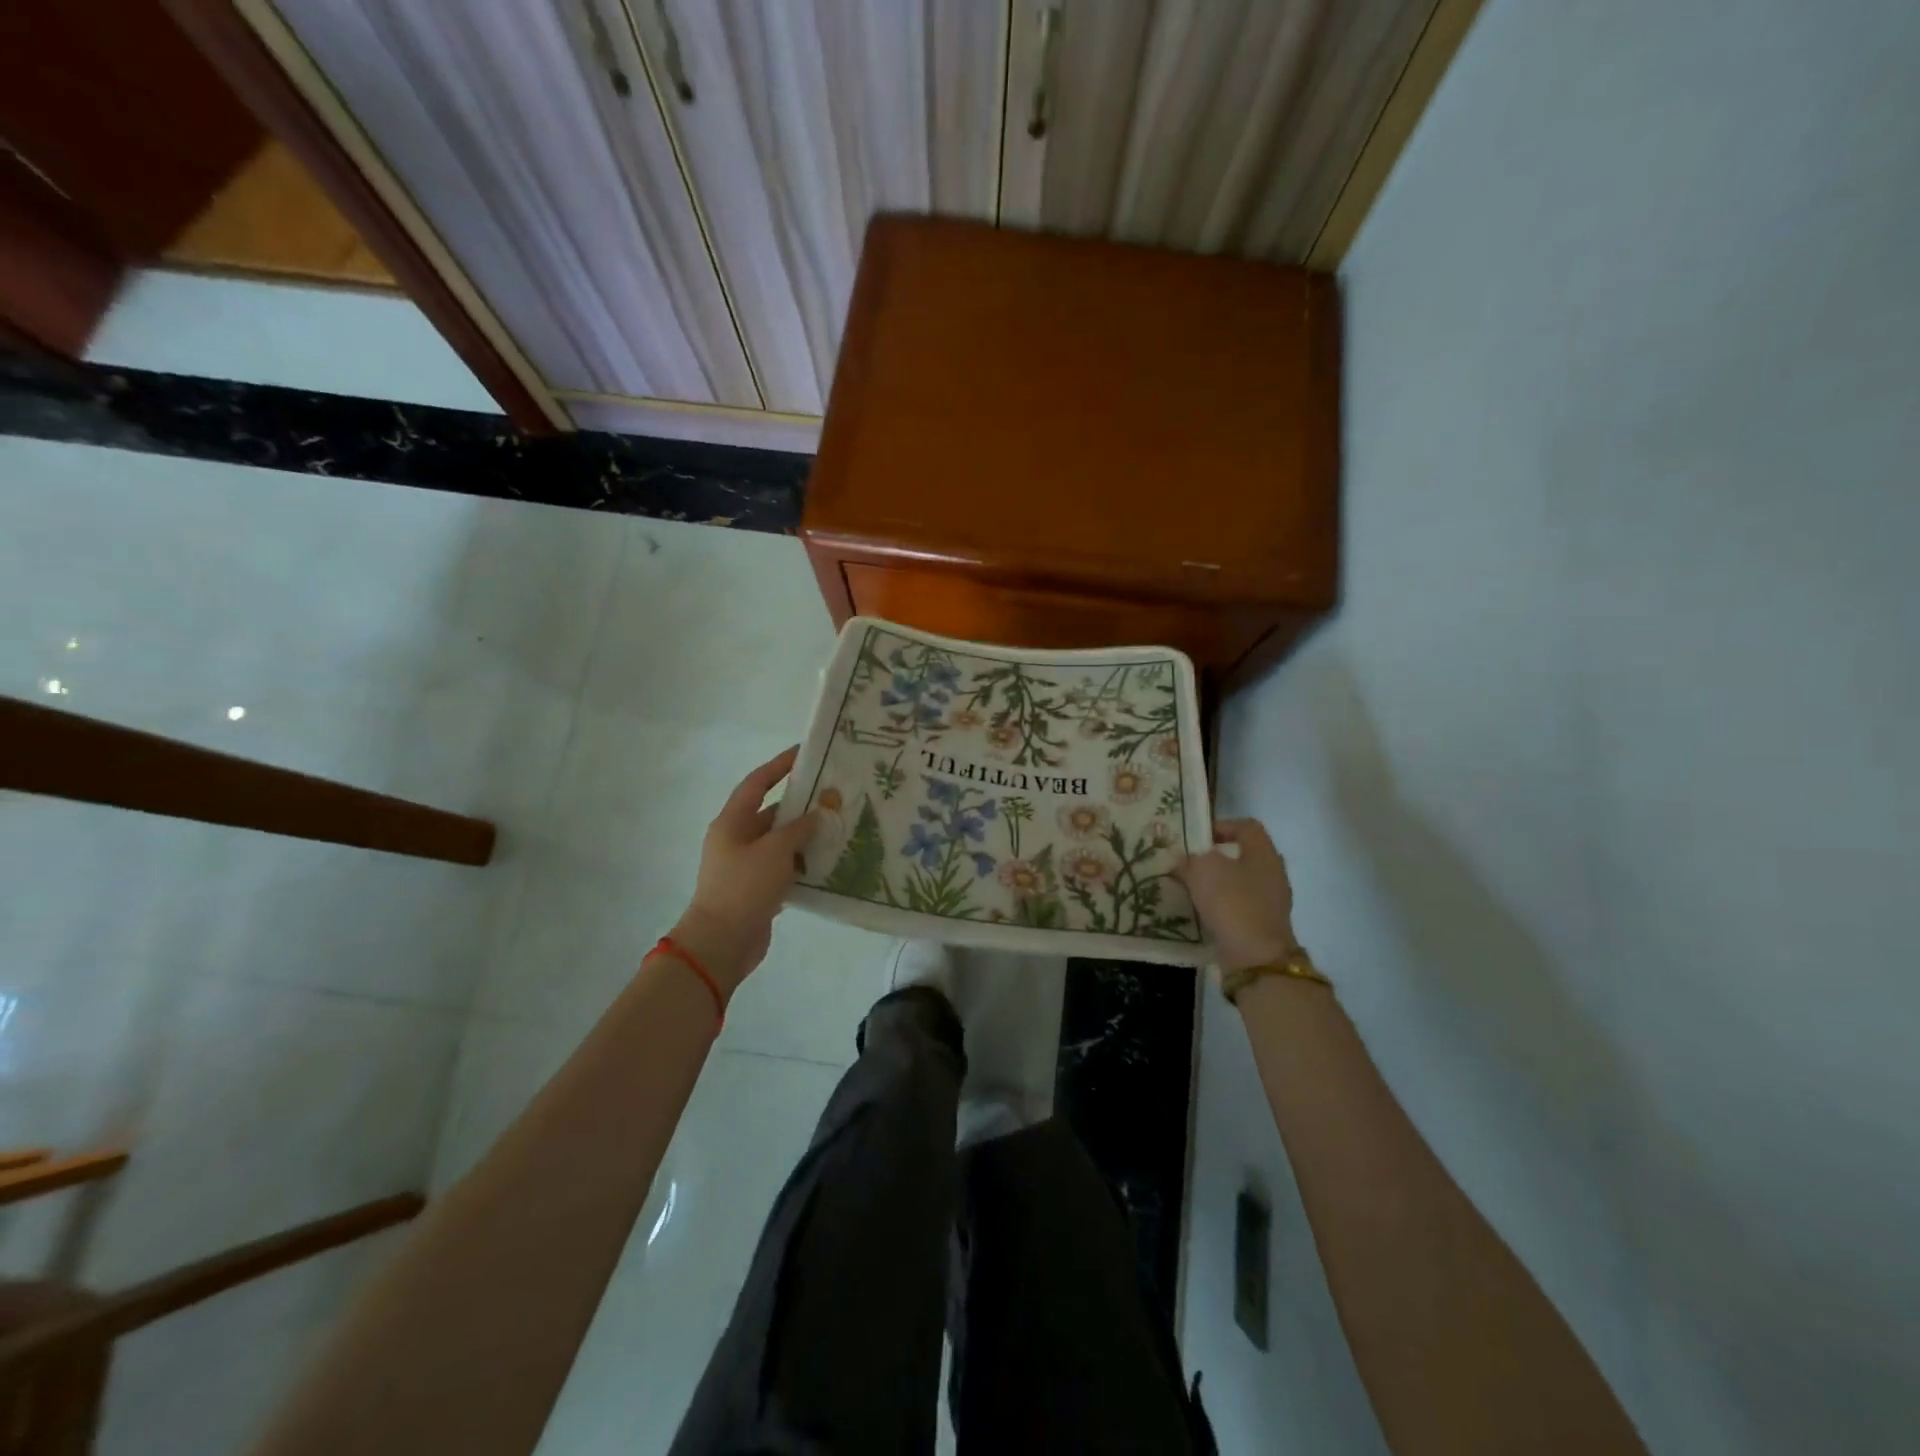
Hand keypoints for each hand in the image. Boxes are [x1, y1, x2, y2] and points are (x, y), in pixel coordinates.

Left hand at [667, 747, 819, 995]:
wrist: (721, 942)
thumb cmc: (744, 887)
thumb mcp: (775, 851)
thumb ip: (799, 829)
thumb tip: (817, 813)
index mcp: (732, 822)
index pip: (757, 783)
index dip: (779, 766)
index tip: (805, 754)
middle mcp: (737, 839)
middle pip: (772, 812)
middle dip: (801, 804)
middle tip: (833, 795)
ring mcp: (746, 865)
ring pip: (781, 841)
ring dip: (805, 835)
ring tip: (838, 827)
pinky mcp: (757, 888)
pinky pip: (784, 866)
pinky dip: (803, 862)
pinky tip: (828, 862)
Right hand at [1178, 818, 1298, 972]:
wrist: (1255, 957)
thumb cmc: (1232, 901)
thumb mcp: (1202, 869)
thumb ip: (1191, 859)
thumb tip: (1184, 861)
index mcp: (1264, 853)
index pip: (1247, 826)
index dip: (1222, 825)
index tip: (1197, 836)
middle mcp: (1272, 874)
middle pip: (1243, 856)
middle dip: (1215, 857)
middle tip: (1189, 861)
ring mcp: (1271, 902)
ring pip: (1239, 883)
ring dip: (1216, 884)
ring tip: (1190, 887)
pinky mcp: (1262, 926)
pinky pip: (1238, 907)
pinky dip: (1220, 907)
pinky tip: (1200, 911)